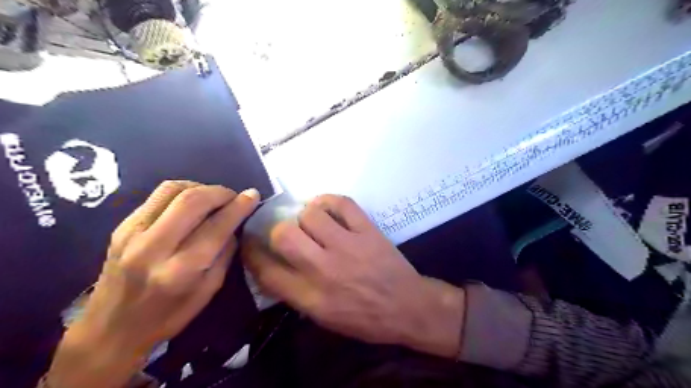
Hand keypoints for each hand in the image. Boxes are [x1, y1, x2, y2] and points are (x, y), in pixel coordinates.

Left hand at [46, 181, 259, 387]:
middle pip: (192, 200)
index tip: (253, 195)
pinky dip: (182, 193)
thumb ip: (225, 253)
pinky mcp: (122, 226)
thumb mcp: (209, 290)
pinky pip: (157, 195)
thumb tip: (236, 222)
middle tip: (234, 197)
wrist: (110, 329)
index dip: (239, 207)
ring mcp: (132, 233)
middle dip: (221, 192)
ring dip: (200, 187)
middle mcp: (153, 247)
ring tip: (213, 198)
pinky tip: (191, 203)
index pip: (216, 227)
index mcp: (180, 271)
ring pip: (172, 189)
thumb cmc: (168, 316)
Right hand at [242, 195, 462, 358]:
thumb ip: (296, 293)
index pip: (267, 271)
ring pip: (311, 215)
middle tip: (287, 232)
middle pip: (284, 235)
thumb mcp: (324, 318)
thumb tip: (273, 267)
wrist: (407, 307)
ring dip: (306, 215)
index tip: (251, 242)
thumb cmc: (365, 318)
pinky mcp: (367, 230)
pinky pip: (342, 203)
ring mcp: (347, 246)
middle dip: (278, 230)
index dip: (251, 253)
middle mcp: (324, 269)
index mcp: (311, 297)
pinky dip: (329, 201)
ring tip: (313, 221)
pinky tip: (327, 208)